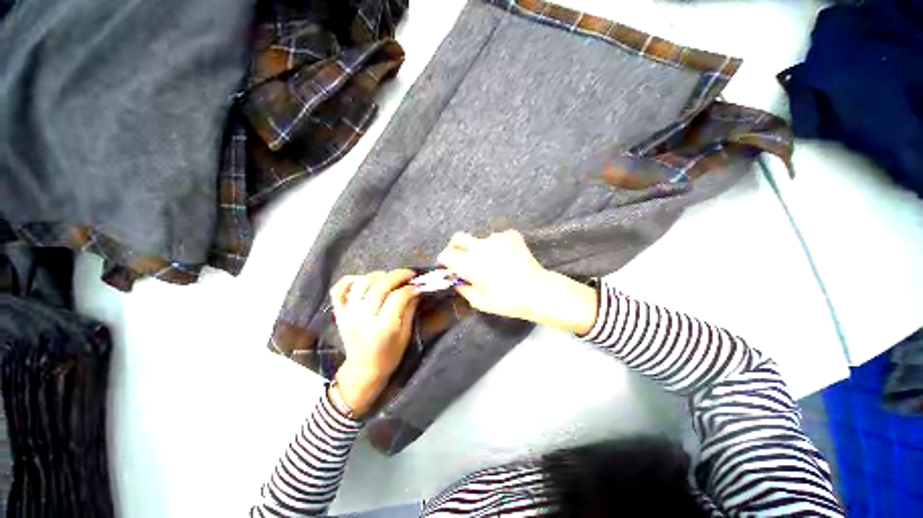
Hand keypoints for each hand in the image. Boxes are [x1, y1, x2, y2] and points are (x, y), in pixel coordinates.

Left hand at [330, 269, 420, 416]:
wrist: (363, 370)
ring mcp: (349, 314)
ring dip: (378, 275)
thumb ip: (410, 310)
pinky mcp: (340, 313)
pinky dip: (350, 280)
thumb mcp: (405, 335)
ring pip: (361, 284)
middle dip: (398, 275)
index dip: (410, 288)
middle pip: (380, 286)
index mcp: (384, 327)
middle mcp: (364, 318)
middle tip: (409, 274)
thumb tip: (416, 289)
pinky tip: (363, 279)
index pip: (398, 297)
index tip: (419, 285)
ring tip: (389, 277)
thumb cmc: (389, 355)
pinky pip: (339, 290)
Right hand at [437, 230, 597, 334]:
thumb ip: (463, 289)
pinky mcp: (511, 235)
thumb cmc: (508, 301)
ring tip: (491, 262)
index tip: (447, 268)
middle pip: (458, 238)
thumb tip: (456, 281)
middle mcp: (480, 247)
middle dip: (454, 247)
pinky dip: (497, 246)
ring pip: (479, 239)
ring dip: (479, 249)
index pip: (447, 255)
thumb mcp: (481, 302)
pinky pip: (497, 237)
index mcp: (470, 264)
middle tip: (460, 258)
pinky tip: (505, 257)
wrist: (538, 291)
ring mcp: (497, 238)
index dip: (444, 261)